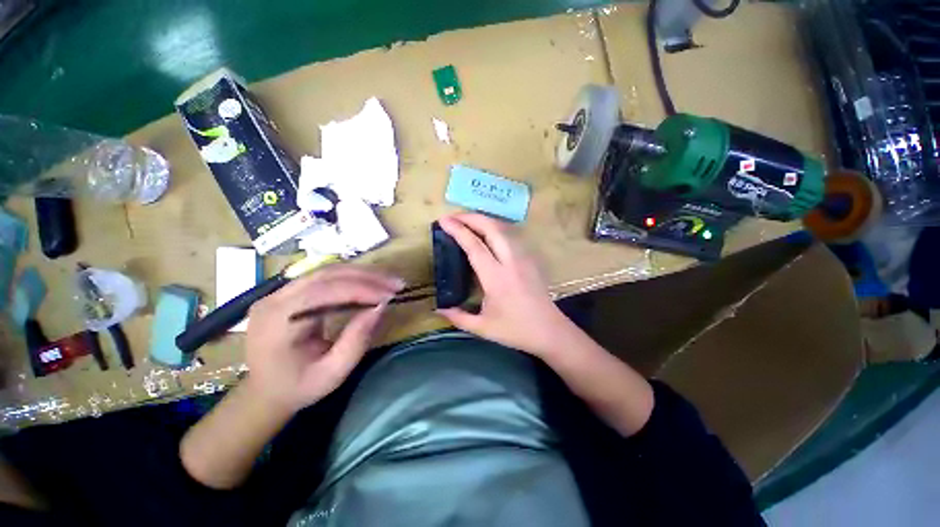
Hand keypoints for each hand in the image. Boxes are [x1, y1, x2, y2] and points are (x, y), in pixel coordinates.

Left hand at [243, 264, 403, 411]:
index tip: (390, 296)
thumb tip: (381, 307)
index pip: (325, 291)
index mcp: (279, 321)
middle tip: (396, 284)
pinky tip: (368, 283)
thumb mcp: (332, 373)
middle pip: (326, 274)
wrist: (263, 393)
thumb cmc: (297, 388)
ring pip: (326, 271)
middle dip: (367, 277)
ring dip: (361, 274)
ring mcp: (277, 293)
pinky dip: (350, 278)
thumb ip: (357, 339)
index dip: (362, 290)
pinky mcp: (286, 292)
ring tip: (387, 282)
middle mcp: (274, 299)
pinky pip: (323, 278)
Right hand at [437, 213, 577, 356]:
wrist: (550, 330)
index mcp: (496, 278)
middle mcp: (510, 261)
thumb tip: (439, 309)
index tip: (444, 220)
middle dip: (471, 217)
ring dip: (484, 220)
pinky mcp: (530, 258)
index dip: (458, 230)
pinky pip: (511, 234)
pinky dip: (496, 227)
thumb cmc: (516, 330)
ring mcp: (523, 257)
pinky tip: (489, 232)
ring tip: (468, 221)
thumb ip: (458, 318)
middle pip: (491, 228)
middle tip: (454, 217)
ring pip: (504, 228)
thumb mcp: (483, 328)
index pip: (475, 246)